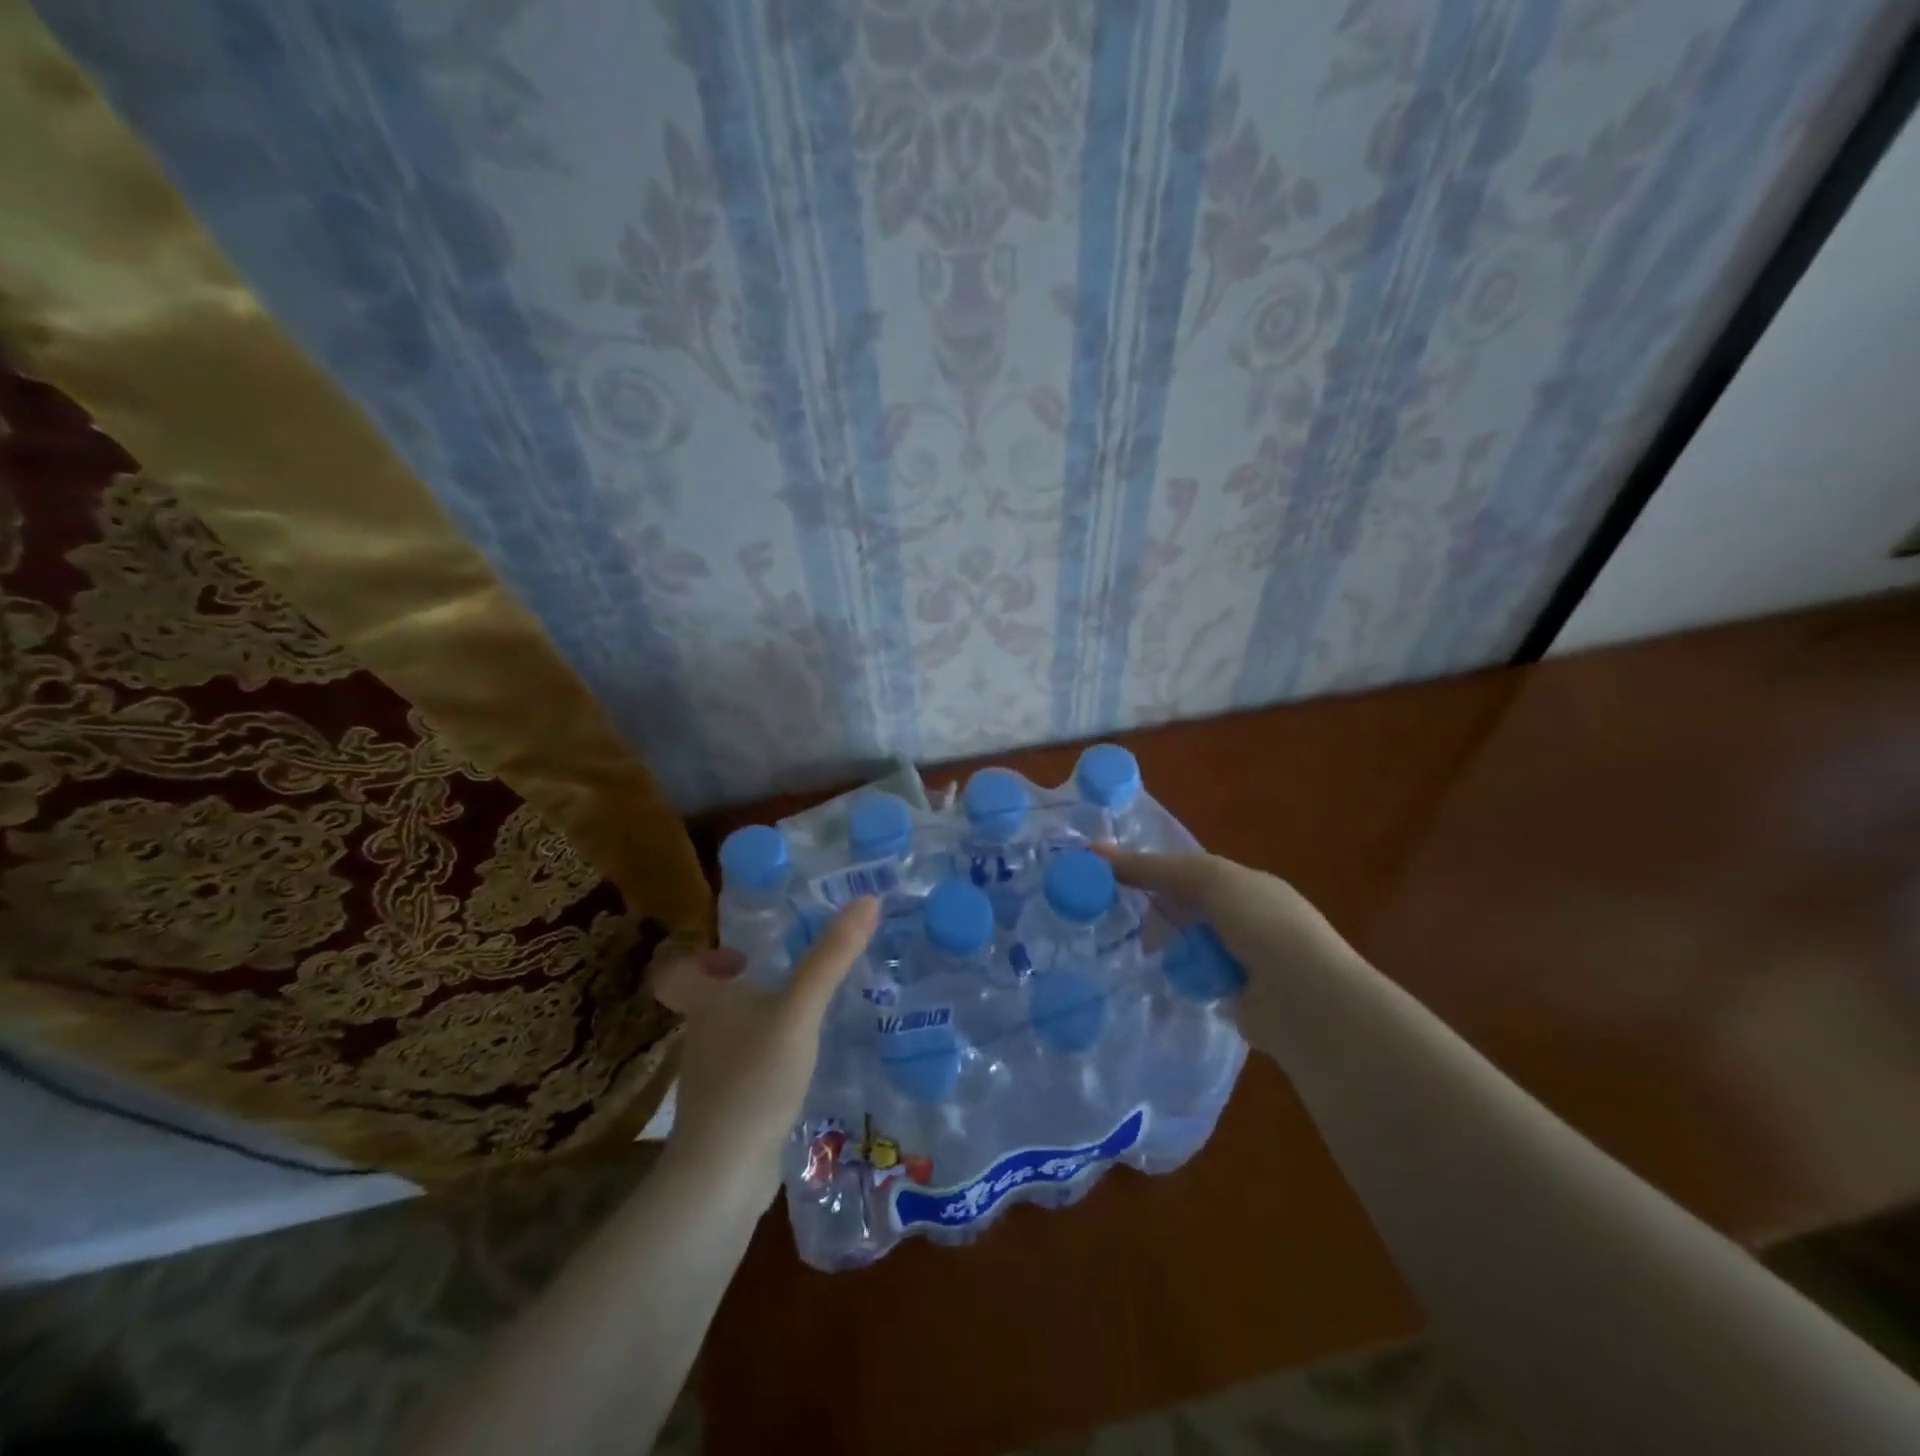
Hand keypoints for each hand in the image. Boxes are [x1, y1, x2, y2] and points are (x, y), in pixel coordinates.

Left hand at [647, 899, 877, 1190]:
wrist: (724, 1175)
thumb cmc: (754, 1079)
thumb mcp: (799, 1011)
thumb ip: (831, 958)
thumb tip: (867, 900)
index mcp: (707, 1005)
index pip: (676, 972)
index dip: (699, 959)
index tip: (743, 957)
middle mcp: (701, 1037)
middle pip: (712, 1003)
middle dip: (748, 989)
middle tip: (793, 980)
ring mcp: (712, 1078)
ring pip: (732, 1038)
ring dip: (762, 1026)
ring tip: (809, 1020)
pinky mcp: (728, 1112)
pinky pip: (747, 1073)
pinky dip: (768, 1064)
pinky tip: (803, 1069)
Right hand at [1095, 847, 1359, 1050]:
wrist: (1307, 1000)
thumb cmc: (1261, 924)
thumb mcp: (1206, 880)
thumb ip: (1154, 868)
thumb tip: (1095, 851)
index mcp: (1247, 885)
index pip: (1190, 872)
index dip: (1152, 873)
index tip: (1113, 881)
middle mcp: (1249, 919)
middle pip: (1188, 909)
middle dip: (1157, 915)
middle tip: (1119, 923)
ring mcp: (1246, 961)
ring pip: (1190, 946)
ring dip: (1168, 949)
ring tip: (1138, 955)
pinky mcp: (1239, 998)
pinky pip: (1197, 981)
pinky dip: (1182, 980)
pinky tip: (1161, 981)